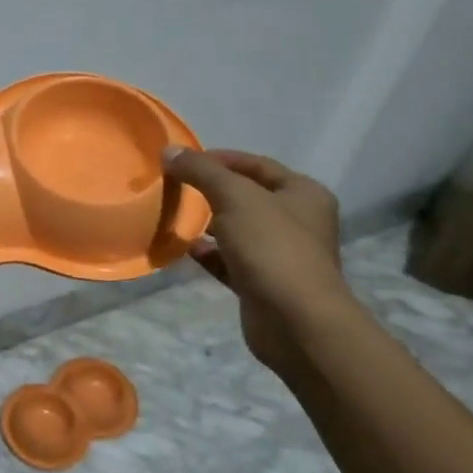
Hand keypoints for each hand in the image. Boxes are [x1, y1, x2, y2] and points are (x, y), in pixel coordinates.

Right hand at [162, 148, 351, 373]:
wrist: (296, 322)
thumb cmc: (272, 248)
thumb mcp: (234, 197)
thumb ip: (201, 171)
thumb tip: (169, 150)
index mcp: (303, 194)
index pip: (257, 164)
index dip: (220, 158)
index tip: (184, 161)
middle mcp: (297, 221)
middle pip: (247, 197)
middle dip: (211, 191)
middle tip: (175, 186)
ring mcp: (281, 255)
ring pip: (237, 229)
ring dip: (208, 223)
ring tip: (175, 215)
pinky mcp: (263, 283)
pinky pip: (229, 260)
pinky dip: (209, 253)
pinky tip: (186, 248)